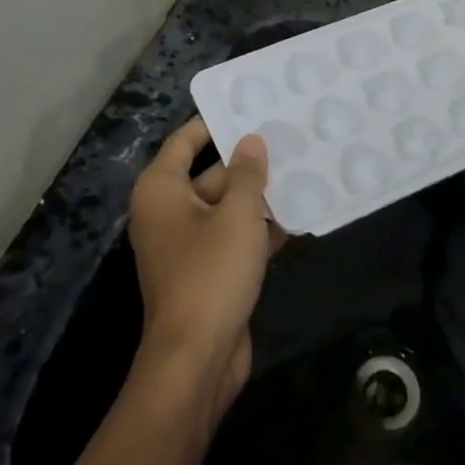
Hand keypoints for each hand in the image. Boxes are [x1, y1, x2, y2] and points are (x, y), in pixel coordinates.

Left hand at [128, 118, 280, 415]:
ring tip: (302, 172)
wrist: (197, 358)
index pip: (185, 141)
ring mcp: (187, 245)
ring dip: (259, 197)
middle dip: (248, 163)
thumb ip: (246, 174)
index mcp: (161, 191)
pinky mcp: (206, 272)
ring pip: (226, 208)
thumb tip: (250, 141)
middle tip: (289, 140)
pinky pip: (232, 237)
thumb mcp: (236, 215)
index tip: (249, 106)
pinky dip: (258, 229)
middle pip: (210, 174)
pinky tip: (297, 217)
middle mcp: (168, 213)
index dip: (215, 123)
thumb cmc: (211, 273)